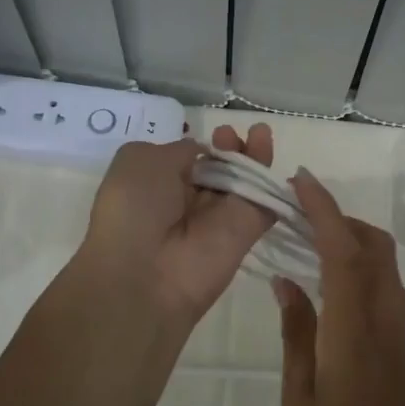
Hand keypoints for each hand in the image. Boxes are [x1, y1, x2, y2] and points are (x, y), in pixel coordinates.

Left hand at [78, 123, 275, 325]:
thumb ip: (178, 149)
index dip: (203, 145)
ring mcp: (219, 217)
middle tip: (230, 133)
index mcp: (158, 185)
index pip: (188, 160)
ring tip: (259, 131)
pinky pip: (264, 201)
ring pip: (243, 180)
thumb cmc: (133, 209)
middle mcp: (188, 201)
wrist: (146, 274)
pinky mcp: (246, 231)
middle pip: (219, 168)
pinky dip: (272, 178)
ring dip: (251, 155)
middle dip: (228, 147)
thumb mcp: (139, 159)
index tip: (211, 132)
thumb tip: (202, 152)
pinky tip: (270, 149)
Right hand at [274, 170, 404, 405]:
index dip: (322, 208)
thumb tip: (285, 282)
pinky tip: (327, 280)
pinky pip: (381, 281)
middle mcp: (381, 312)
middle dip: (337, 215)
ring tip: (308, 240)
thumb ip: (296, 333)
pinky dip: (357, 262)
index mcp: (352, 324)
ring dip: (350, 236)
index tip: (300, 181)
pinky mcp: (400, 338)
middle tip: (297, 213)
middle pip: (371, 242)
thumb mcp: (302, 396)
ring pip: (381, 259)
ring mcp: (396, 324)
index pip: (342, 248)